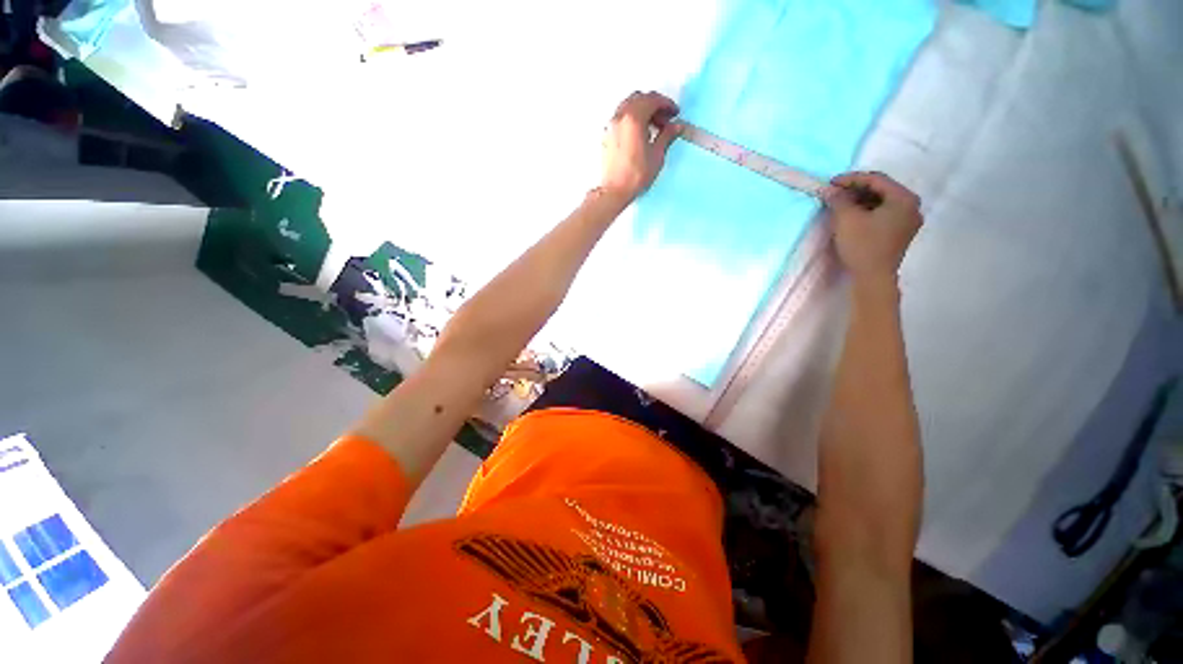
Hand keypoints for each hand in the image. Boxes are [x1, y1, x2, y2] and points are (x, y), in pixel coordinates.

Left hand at [600, 91, 680, 200]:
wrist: (614, 190)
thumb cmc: (637, 175)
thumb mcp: (657, 155)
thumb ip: (667, 136)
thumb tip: (676, 126)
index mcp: (634, 118)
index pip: (652, 99)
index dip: (667, 104)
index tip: (675, 113)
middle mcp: (620, 116)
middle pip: (639, 98)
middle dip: (654, 105)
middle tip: (665, 120)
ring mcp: (611, 125)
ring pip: (628, 106)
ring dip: (642, 110)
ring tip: (653, 127)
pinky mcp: (607, 135)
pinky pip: (621, 117)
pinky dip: (632, 118)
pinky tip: (640, 133)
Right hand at [822, 172, 922, 280]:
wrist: (873, 277)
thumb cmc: (862, 245)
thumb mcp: (846, 219)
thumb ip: (838, 200)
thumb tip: (830, 190)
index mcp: (904, 198)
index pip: (876, 179)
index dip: (851, 179)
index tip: (830, 183)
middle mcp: (912, 206)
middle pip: (882, 189)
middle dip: (857, 189)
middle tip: (835, 193)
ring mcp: (909, 220)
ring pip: (883, 202)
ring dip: (861, 200)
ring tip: (841, 204)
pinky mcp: (901, 233)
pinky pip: (884, 213)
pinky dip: (868, 211)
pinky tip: (853, 215)